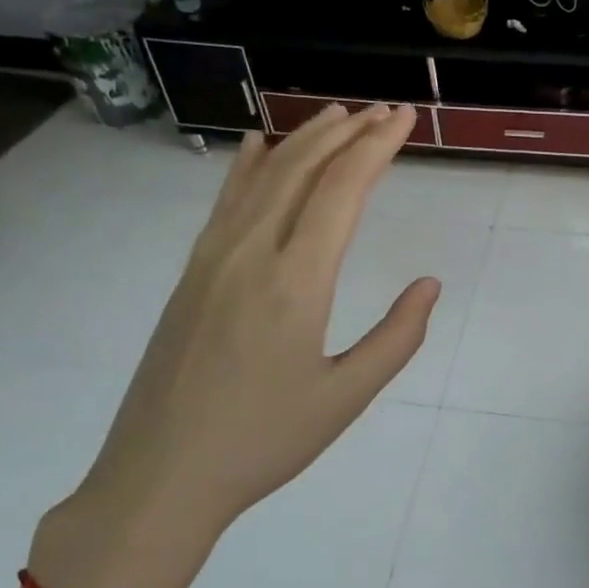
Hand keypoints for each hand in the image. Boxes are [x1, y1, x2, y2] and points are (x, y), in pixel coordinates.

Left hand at [28, 104, 439, 587]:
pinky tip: (256, 144)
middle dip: (348, 133)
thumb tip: (429, 284)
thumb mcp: (346, 398)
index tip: (405, 118)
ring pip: (261, 177)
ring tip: (338, 114)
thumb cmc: (262, 443)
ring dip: (303, 139)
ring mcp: (211, 259)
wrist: (159, 477)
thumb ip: (396, 337)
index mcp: (295, 282)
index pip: (342, 191)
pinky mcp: (190, 274)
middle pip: (302, 169)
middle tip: (385, 110)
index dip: (377, 147)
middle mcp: (250, 254)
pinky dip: (246, 166)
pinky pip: (224, 203)